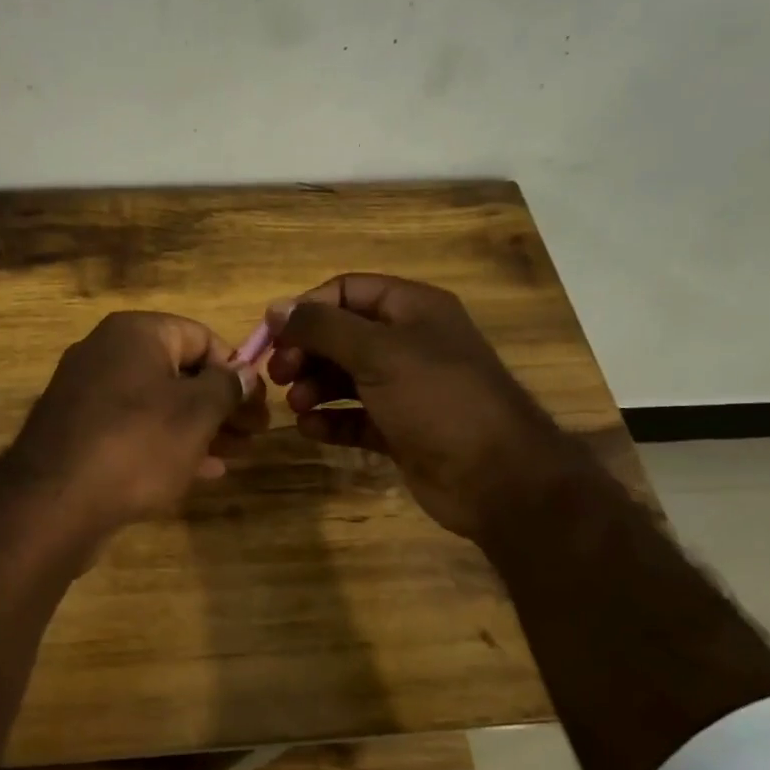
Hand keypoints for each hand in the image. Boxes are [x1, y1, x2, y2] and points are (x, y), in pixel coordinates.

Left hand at [0, 312, 268, 536]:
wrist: (54, 503)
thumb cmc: (137, 444)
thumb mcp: (196, 413)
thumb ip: (227, 387)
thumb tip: (245, 373)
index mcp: (134, 334)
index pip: (201, 336)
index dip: (236, 368)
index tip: (259, 403)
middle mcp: (105, 353)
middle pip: (179, 372)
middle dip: (221, 404)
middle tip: (254, 434)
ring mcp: (87, 394)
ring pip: (157, 404)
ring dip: (200, 428)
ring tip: (235, 455)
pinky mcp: (78, 432)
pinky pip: (133, 429)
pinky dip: (167, 444)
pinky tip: (201, 472)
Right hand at [266, 274, 574, 538]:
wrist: (496, 478)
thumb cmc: (437, 400)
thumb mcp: (377, 352)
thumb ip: (323, 327)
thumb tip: (276, 308)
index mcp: (413, 309)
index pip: (347, 291)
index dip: (307, 308)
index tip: (272, 335)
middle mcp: (409, 343)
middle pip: (342, 335)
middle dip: (306, 351)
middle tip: (278, 374)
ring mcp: (406, 389)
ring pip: (345, 376)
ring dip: (314, 386)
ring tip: (296, 404)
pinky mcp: (400, 429)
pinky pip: (355, 416)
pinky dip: (331, 420)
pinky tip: (311, 429)